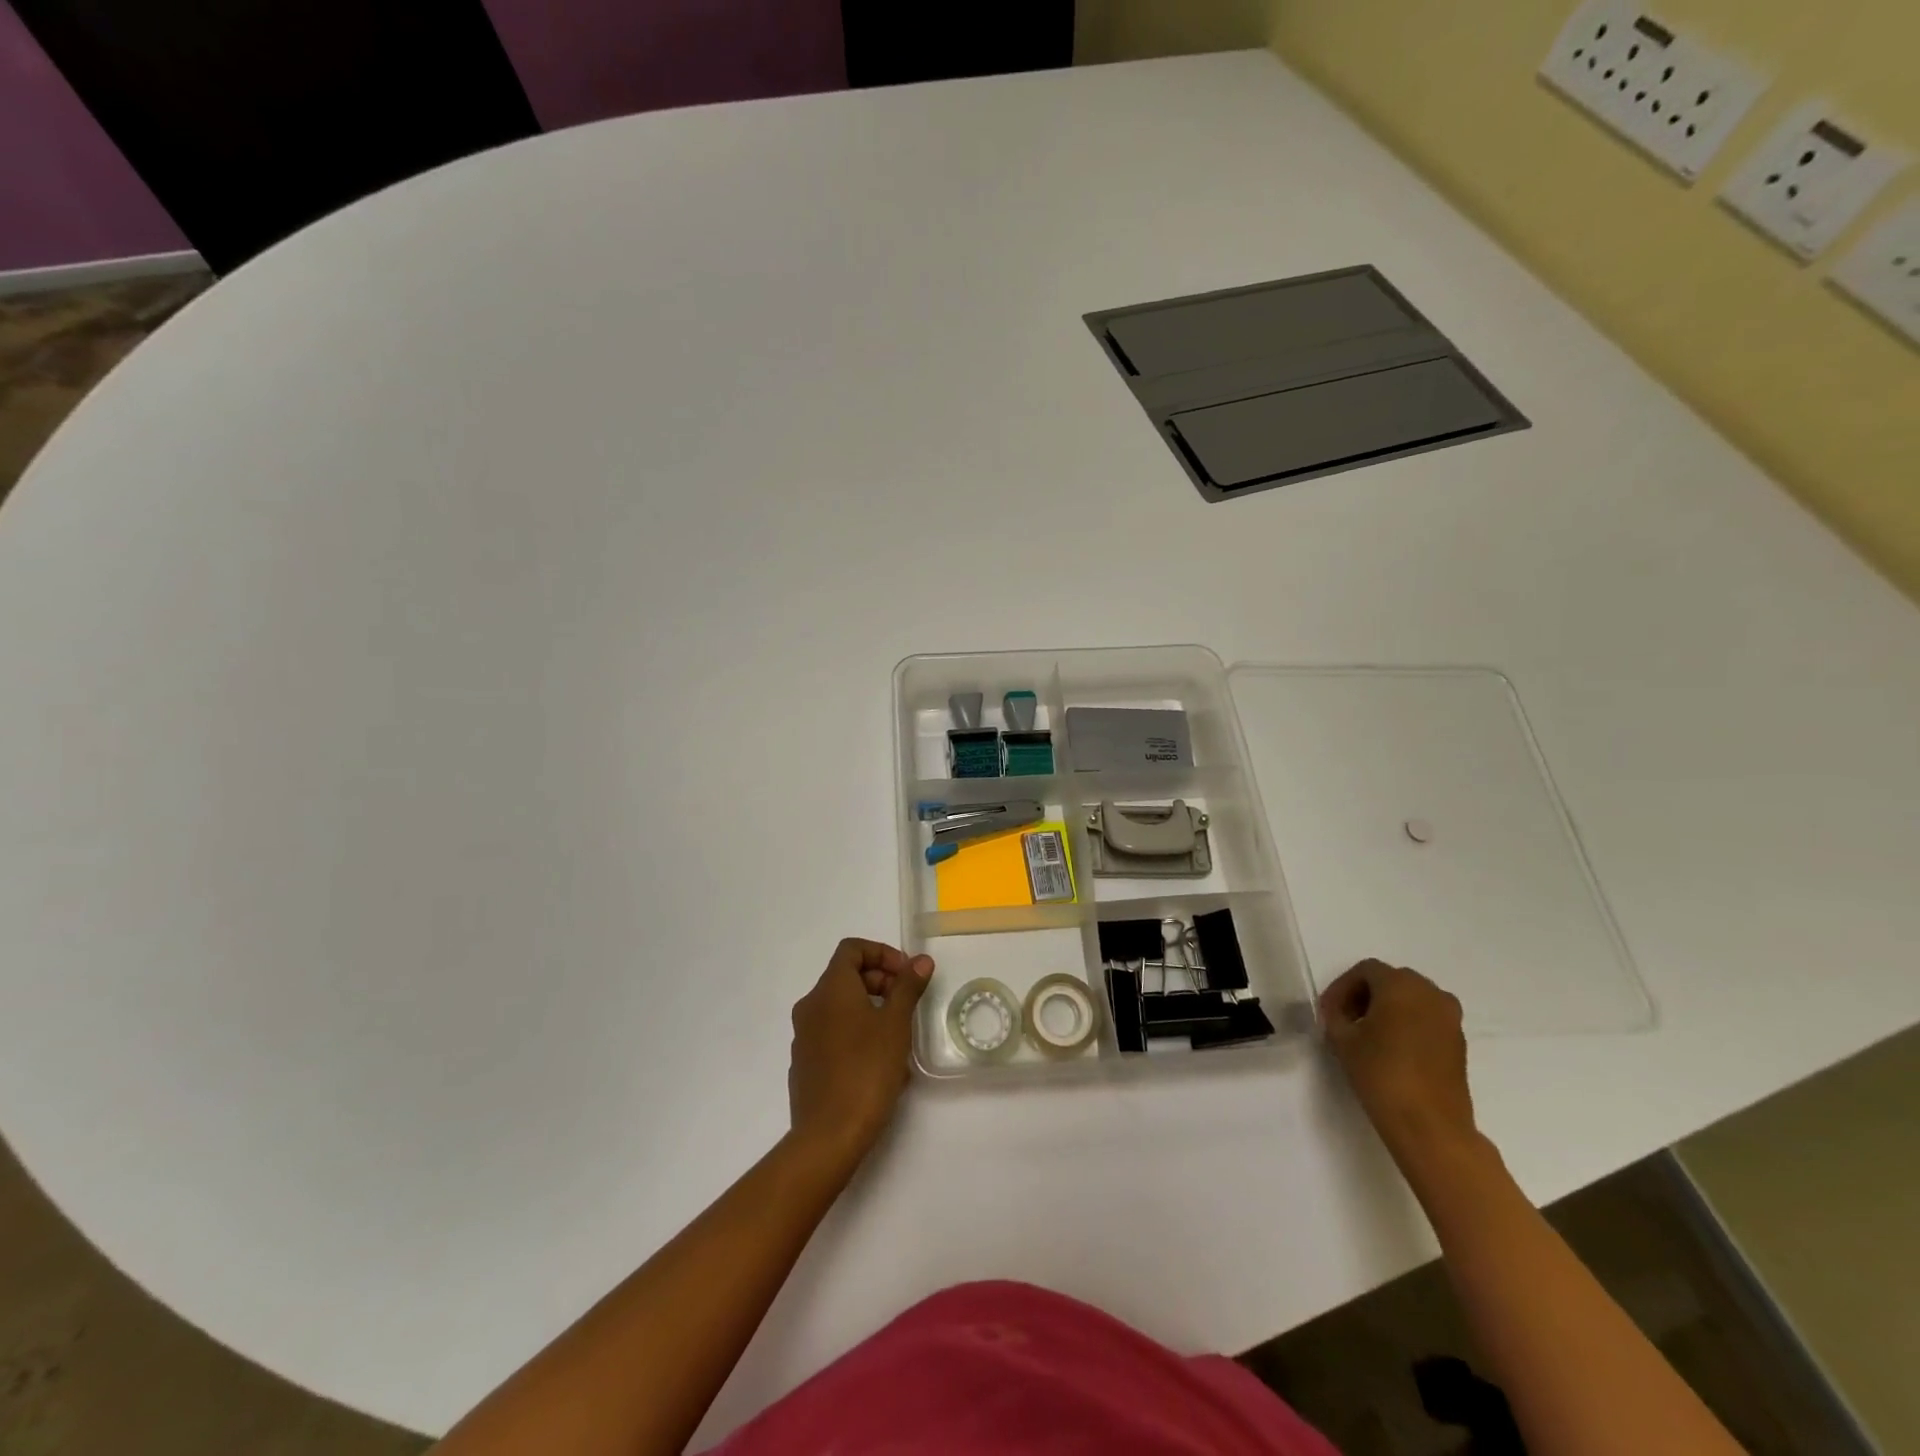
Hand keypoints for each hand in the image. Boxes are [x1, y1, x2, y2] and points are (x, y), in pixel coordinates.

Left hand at [787, 938, 933, 1166]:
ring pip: (840, 1007)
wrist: (828, 1136)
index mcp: (830, 989)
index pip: (852, 949)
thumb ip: (907, 987)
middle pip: (846, 976)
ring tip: (898, 1036)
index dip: (882, 953)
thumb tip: (920, 960)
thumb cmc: (866, 1070)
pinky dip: (856, 1033)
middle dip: (880, 982)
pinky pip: (833, 1034)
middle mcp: (811, 1006)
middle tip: (906, 1004)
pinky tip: (878, 1062)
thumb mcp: (895, 1024)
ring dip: (870, 1009)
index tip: (906, 975)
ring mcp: (803, 1037)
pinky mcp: (804, 1064)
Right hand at [1320, 959, 1475, 1166]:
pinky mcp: (1458, 1041)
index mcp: (1400, 985)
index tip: (1328, 1012)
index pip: (1365, 971)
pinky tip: (1391, 1047)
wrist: (1430, 1125)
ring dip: (1387, 1008)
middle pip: (1390, 980)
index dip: (1342, 987)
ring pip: (1411, 998)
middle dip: (1365, 995)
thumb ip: (1336, 1016)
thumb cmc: (1381, 1074)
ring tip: (1368, 1034)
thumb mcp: (1343, 1040)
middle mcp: (1430, 992)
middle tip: (1346, 1019)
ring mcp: (1449, 1017)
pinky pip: (1427, 1018)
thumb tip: (1339, 1012)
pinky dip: (1407, 1022)